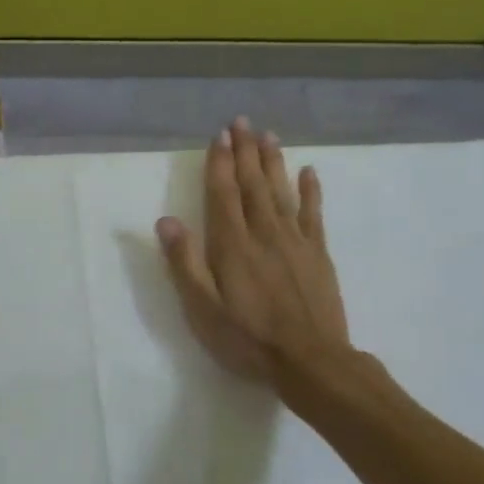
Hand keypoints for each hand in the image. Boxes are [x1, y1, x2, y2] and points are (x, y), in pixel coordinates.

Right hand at [156, 118, 351, 383]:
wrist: (310, 360)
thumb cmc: (248, 339)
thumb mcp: (204, 309)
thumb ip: (185, 264)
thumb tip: (165, 221)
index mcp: (232, 245)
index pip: (223, 195)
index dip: (220, 164)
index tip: (219, 137)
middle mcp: (264, 234)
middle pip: (253, 185)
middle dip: (245, 152)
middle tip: (241, 122)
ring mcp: (295, 242)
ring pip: (281, 192)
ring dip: (273, 162)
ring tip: (268, 135)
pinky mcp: (318, 254)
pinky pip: (314, 214)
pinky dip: (311, 191)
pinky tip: (309, 172)